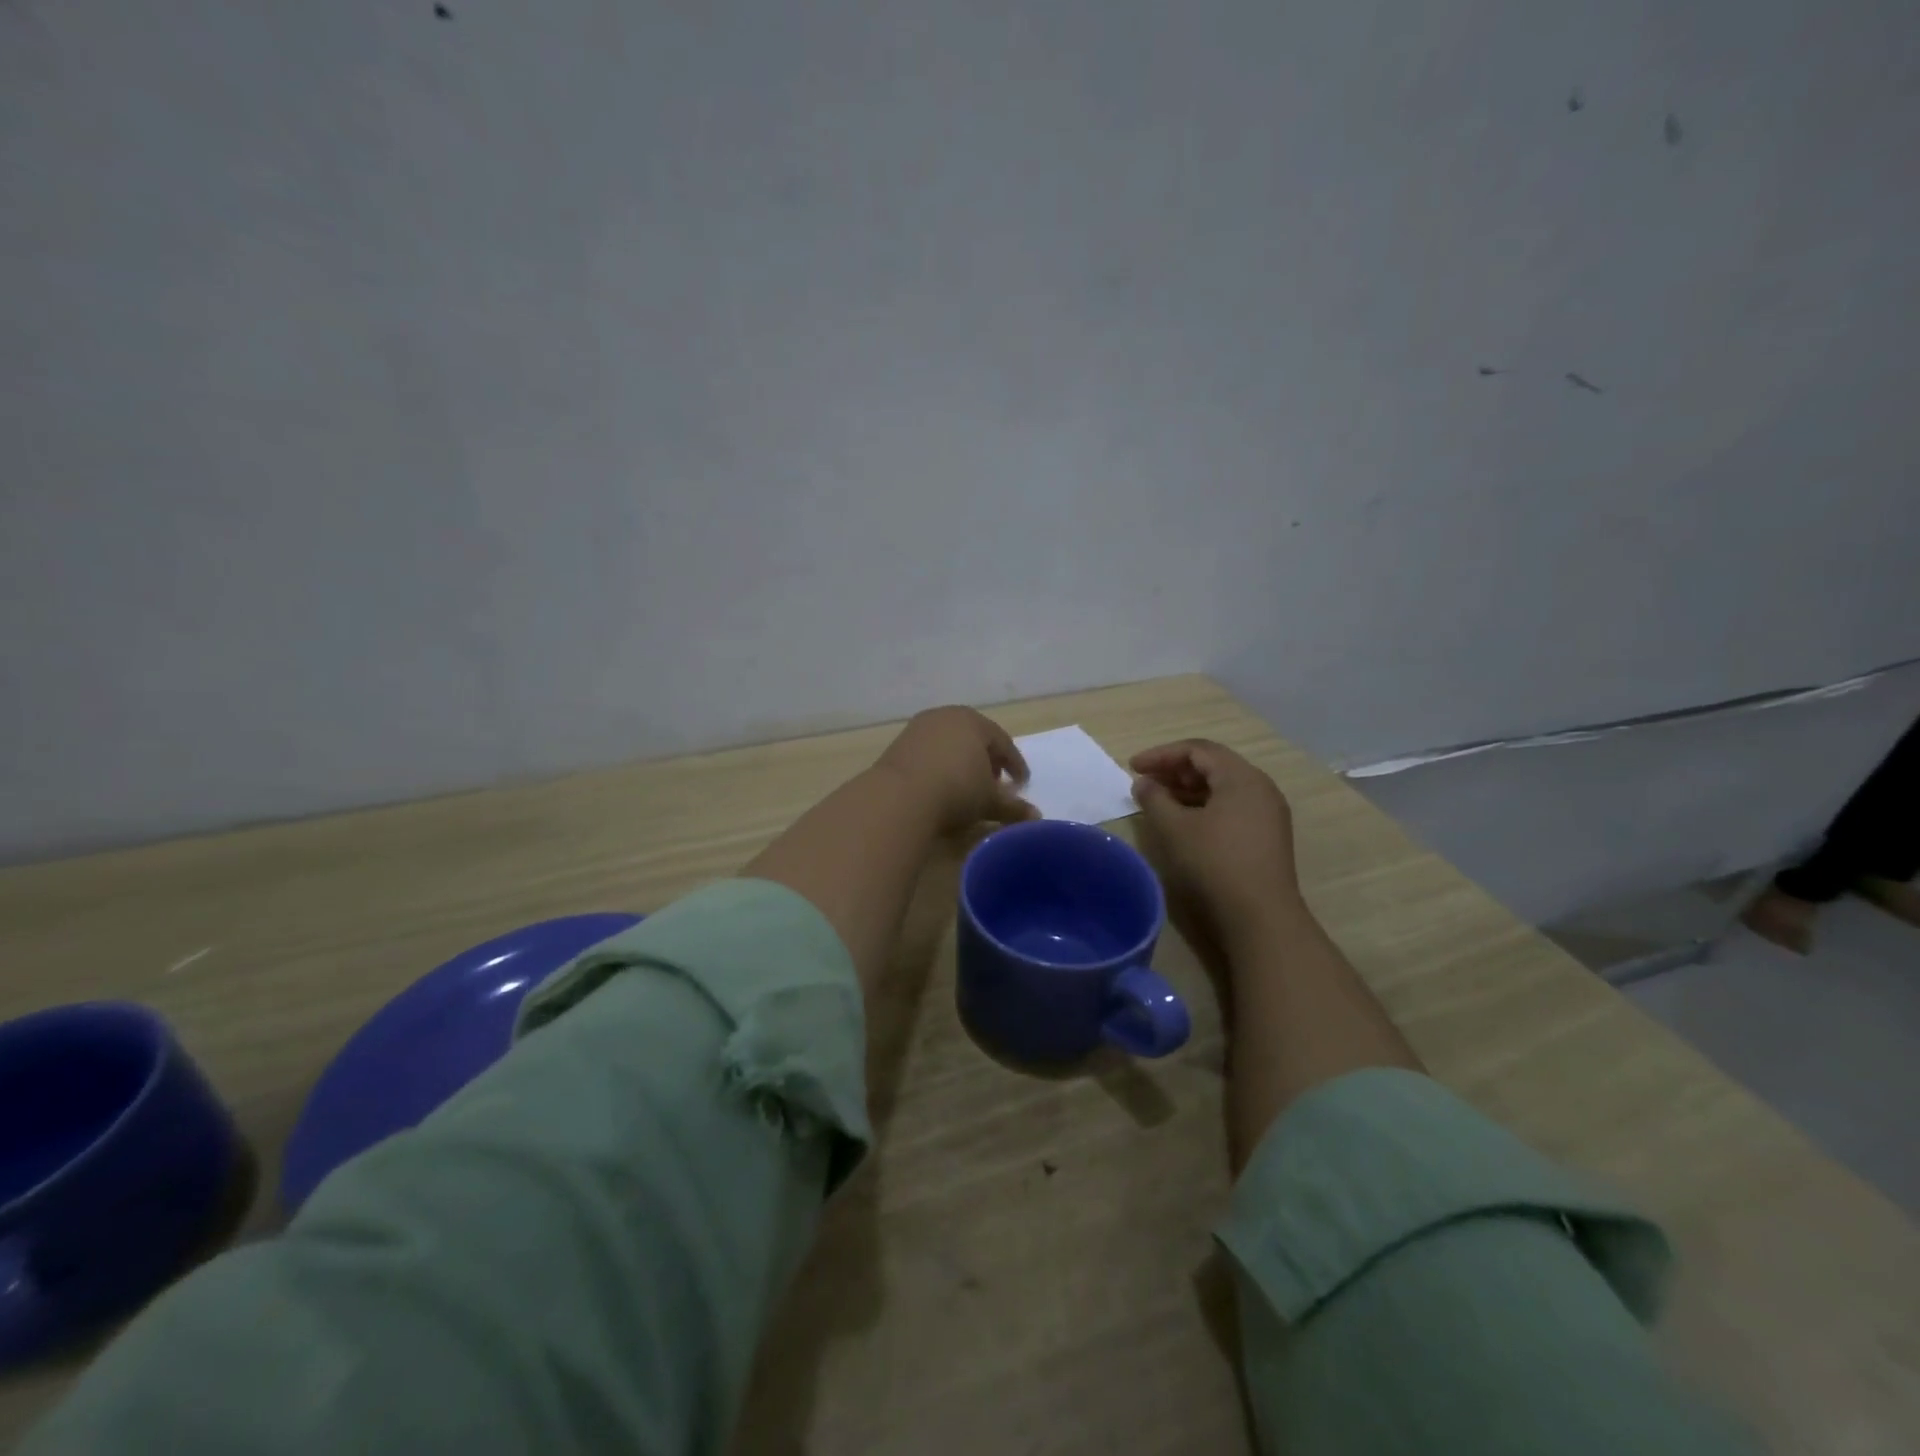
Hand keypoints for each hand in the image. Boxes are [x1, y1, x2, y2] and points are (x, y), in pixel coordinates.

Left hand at [876, 707, 1034, 834]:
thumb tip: (1036, 817)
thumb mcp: (989, 802)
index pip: (1003, 743)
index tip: (1022, 784)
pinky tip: (940, 786)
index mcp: (974, 722)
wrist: (899, 797)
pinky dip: (939, 766)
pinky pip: (928, 753)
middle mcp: (946, 717)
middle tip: (995, 782)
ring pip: (949, 743)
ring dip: (961, 762)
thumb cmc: (955, 791)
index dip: (1015, 765)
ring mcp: (918, 728)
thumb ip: (1013, 807)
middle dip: (987, 760)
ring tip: (968, 785)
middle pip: (974, 737)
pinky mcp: (898, 744)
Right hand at [1130, 739, 1301, 938]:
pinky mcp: (1267, 835)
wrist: (1261, 916)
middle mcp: (1260, 787)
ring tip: (1160, 801)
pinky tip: (1185, 822)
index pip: (1197, 750)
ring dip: (1188, 789)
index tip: (1132, 768)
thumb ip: (1154, 799)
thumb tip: (1143, 783)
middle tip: (1145, 783)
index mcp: (1241, 777)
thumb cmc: (1215, 863)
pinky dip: (1205, 806)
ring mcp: (1268, 812)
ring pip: (1223, 787)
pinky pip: (1232, 806)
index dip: (1161, 754)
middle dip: (1175, 770)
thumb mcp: (1175, 828)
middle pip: (1213, 765)